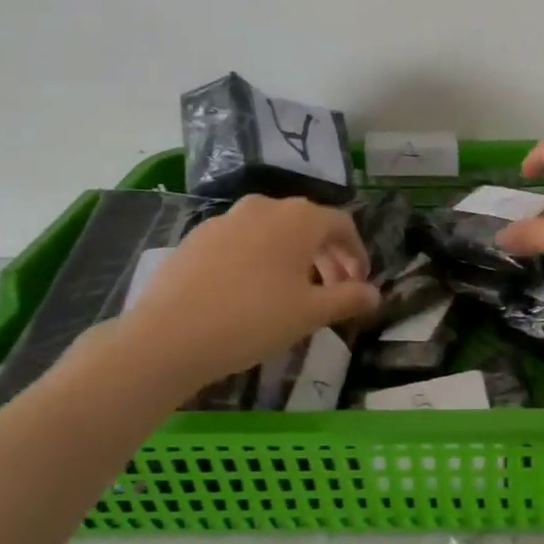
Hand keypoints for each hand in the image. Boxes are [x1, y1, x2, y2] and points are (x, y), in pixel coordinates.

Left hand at [112, 195, 379, 394]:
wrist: (168, 336)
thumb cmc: (253, 319)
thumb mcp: (310, 313)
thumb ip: (348, 298)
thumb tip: (375, 294)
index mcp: (299, 218)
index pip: (342, 225)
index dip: (357, 253)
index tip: (360, 282)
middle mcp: (265, 207)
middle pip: (308, 225)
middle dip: (327, 257)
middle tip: (333, 291)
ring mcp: (226, 220)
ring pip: (273, 232)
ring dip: (293, 257)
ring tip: (294, 292)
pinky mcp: (196, 238)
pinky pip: (241, 242)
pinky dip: (258, 260)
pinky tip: (251, 292)